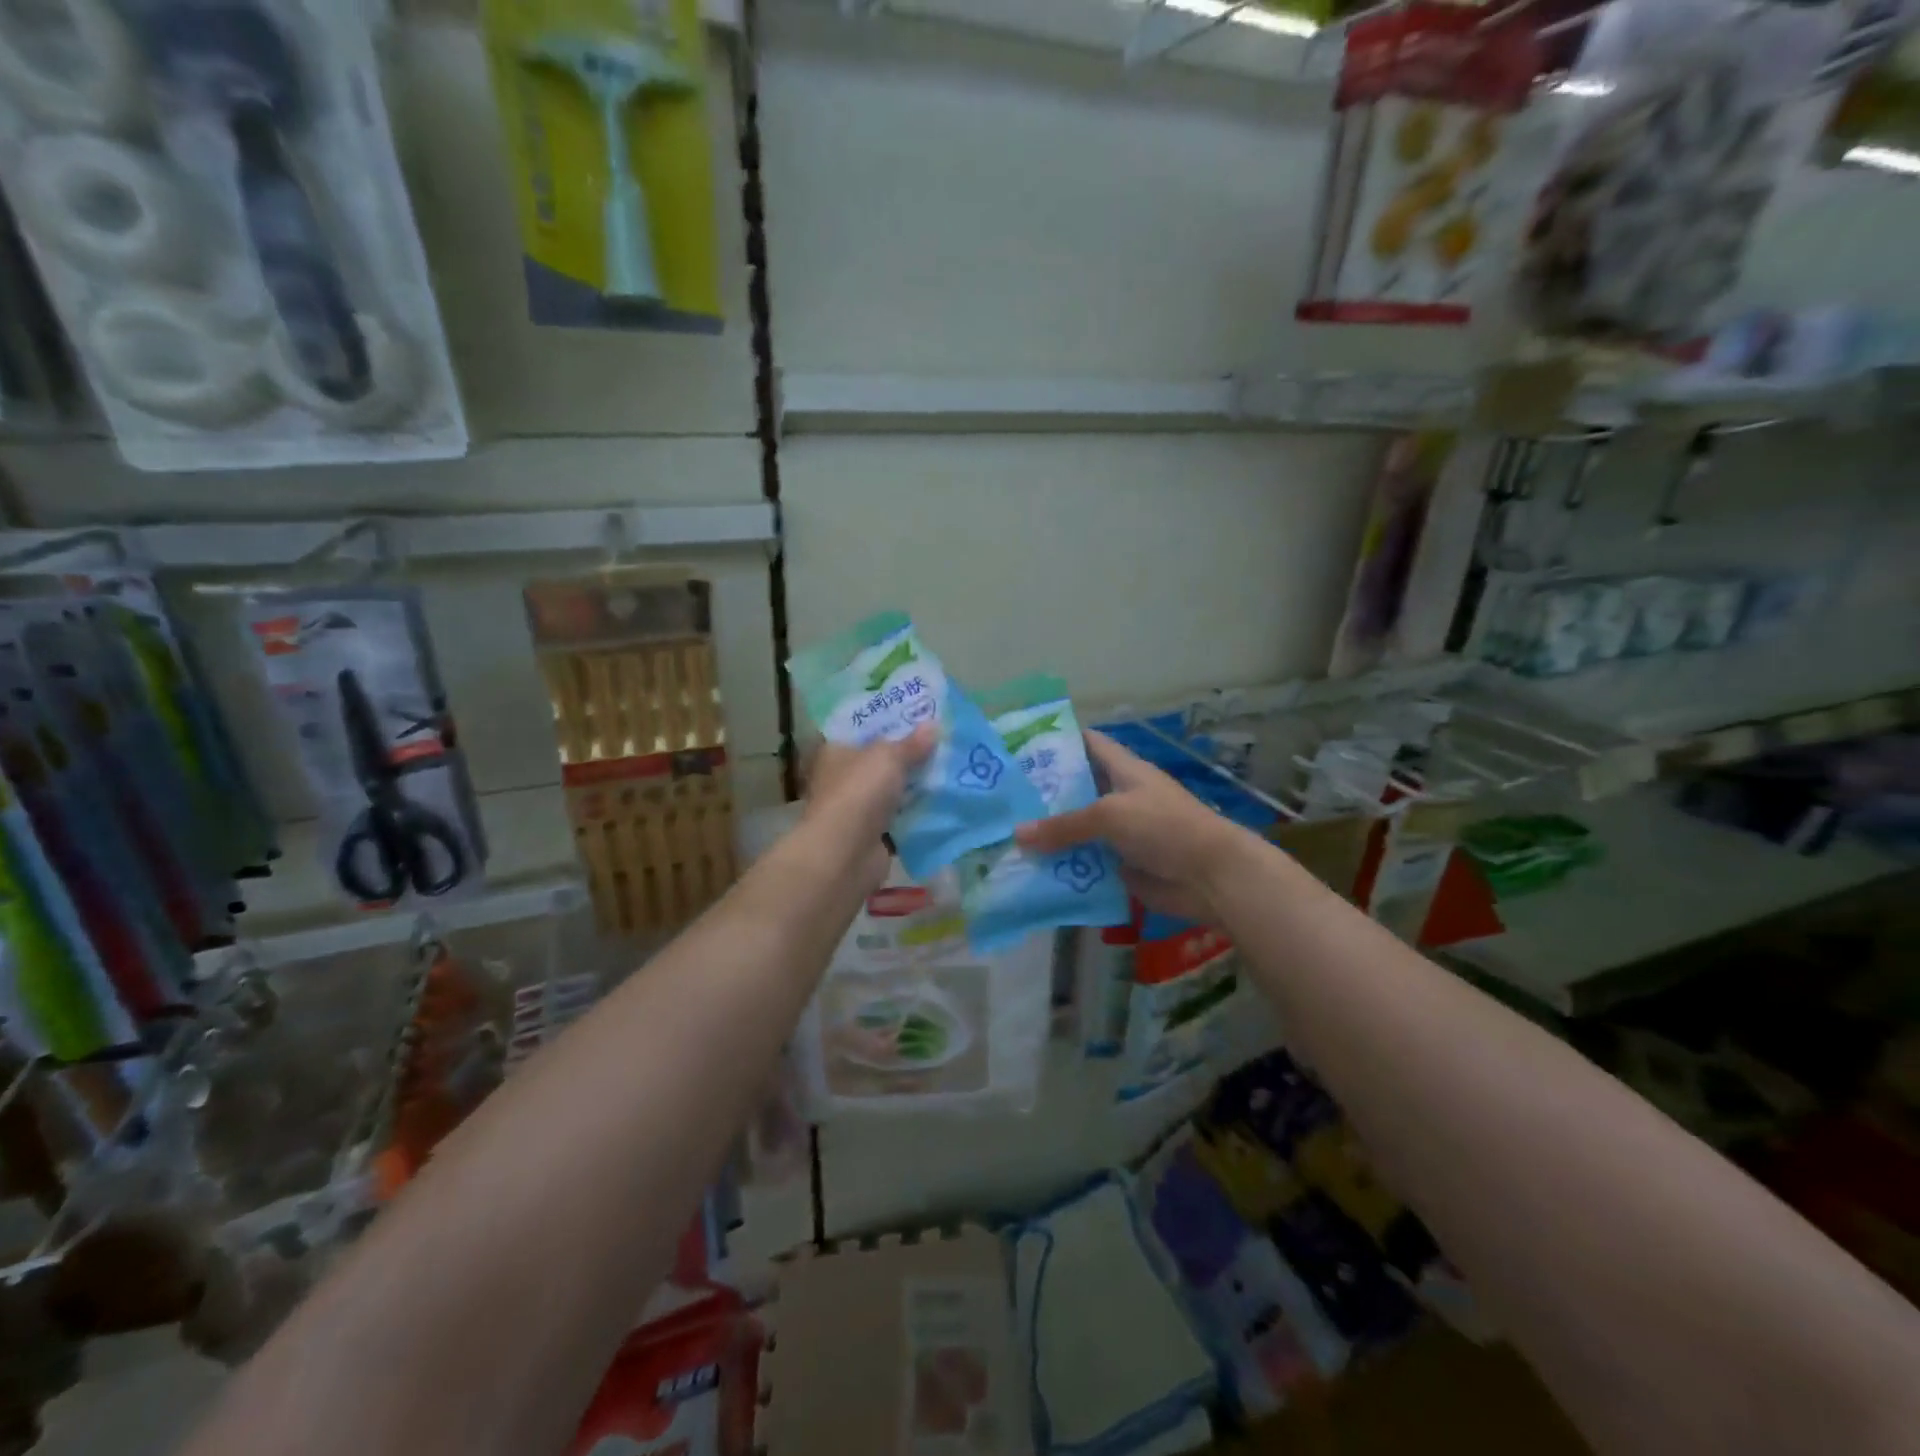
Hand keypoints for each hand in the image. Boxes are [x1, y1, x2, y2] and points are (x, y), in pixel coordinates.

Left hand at [802, 726, 935, 888]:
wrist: (845, 853)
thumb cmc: (859, 792)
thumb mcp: (888, 757)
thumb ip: (911, 743)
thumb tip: (933, 725)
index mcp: (836, 751)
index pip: (863, 730)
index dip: (889, 722)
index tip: (920, 716)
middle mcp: (844, 778)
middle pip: (881, 762)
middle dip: (910, 755)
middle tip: (945, 742)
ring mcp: (858, 809)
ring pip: (894, 791)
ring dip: (918, 786)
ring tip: (953, 770)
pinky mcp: (874, 835)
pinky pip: (902, 819)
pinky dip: (919, 814)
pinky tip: (947, 803)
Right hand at [1014, 730, 1258, 923]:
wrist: (1209, 876)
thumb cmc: (1163, 827)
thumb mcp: (1109, 815)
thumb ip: (1063, 825)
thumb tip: (1017, 835)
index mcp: (1122, 770)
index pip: (1087, 744)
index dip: (1057, 742)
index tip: (1019, 748)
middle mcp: (1118, 797)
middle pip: (1074, 790)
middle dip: (1041, 795)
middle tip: (999, 800)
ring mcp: (1119, 833)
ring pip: (1076, 831)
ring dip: (1047, 836)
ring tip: (1003, 838)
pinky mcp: (1119, 865)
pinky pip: (1084, 863)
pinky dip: (1062, 868)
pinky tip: (1028, 872)